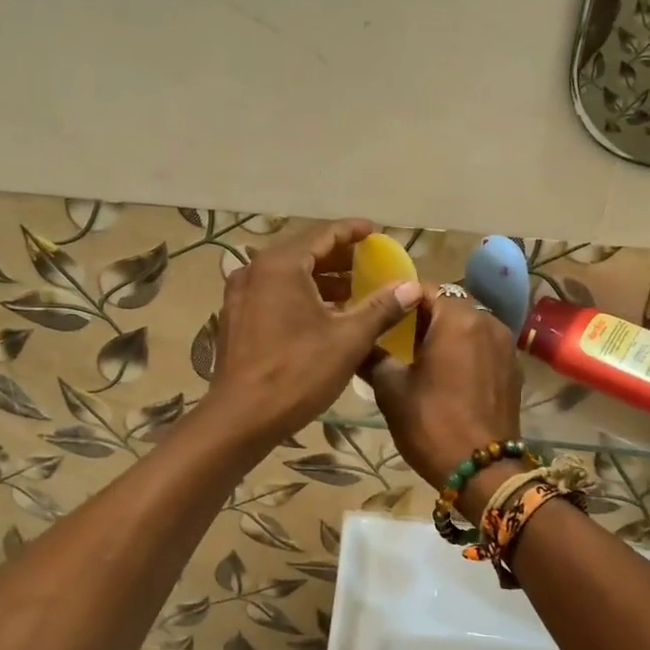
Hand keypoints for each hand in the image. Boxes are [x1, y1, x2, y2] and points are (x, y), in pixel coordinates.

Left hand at [205, 219, 421, 449]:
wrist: (241, 417)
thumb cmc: (297, 373)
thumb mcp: (348, 339)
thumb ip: (382, 307)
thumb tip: (412, 287)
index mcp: (281, 265)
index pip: (323, 234)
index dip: (353, 231)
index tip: (376, 232)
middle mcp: (255, 269)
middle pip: (304, 251)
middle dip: (339, 257)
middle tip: (371, 262)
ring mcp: (241, 293)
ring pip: (288, 274)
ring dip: (321, 279)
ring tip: (356, 290)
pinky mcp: (237, 316)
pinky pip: (274, 292)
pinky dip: (301, 294)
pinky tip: (325, 313)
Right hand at [368, 288, 522, 493]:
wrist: (483, 471)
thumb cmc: (432, 423)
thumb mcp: (391, 390)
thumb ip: (373, 357)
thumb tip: (358, 344)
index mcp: (458, 318)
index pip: (425, 288)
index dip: (400, 298)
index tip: (381, 313)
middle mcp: (488, 321)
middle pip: (450, 304)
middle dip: (424, 314)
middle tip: (396, 333)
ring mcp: (506, 345)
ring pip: (469, 324)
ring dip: (446, 331)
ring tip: (419, 353)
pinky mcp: (513, 368)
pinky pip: (483, 345)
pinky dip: (465, 349)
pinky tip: (446, 371)